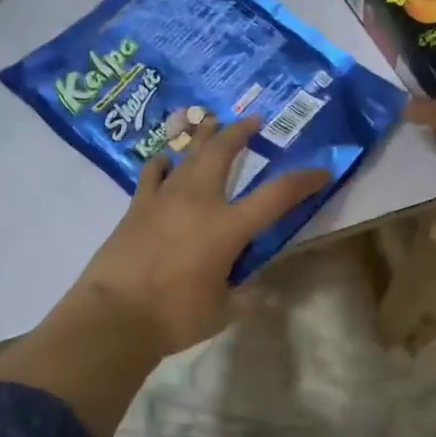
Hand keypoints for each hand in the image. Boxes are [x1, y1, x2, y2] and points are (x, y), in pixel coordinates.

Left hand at [64, 115, 330, 356]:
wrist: (114, 316)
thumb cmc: (174, 316)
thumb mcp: (222, 312)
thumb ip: (244, 297)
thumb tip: (260, 293)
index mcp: (228, 227)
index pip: (276, 195)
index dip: (303, 181)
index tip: (321, 171)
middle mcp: (199, 202)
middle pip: (223, 154)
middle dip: (241, 133)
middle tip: (253, 120)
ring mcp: (164, 199)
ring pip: (188, 156)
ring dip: (203, 137)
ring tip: (211, 121)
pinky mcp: (136, 207)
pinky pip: (152, 174)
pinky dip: (163, 164)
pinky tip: (166, 160)